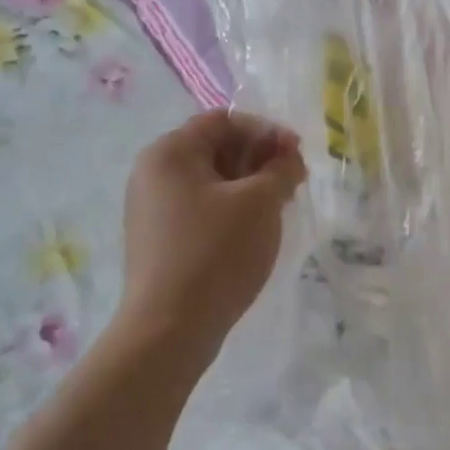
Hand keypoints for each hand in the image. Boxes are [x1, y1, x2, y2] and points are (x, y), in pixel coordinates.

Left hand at [118, 110, 306, 347]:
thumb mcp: (260, 202)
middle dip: (260, 158)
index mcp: (170, 152)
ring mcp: (152, 209)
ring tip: (280, 205)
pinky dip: (232, 208)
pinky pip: (201, 208)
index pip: (224, 120)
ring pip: (211, 181)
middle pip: (216, 148)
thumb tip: (287, 157)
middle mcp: (153, 173)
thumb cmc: (217, 252)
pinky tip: (255, 230)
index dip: (266, 131)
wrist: (169, 329)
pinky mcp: (159, 239)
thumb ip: (281, 168)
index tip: (298, 154)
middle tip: (294, 181)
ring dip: (249, 185)